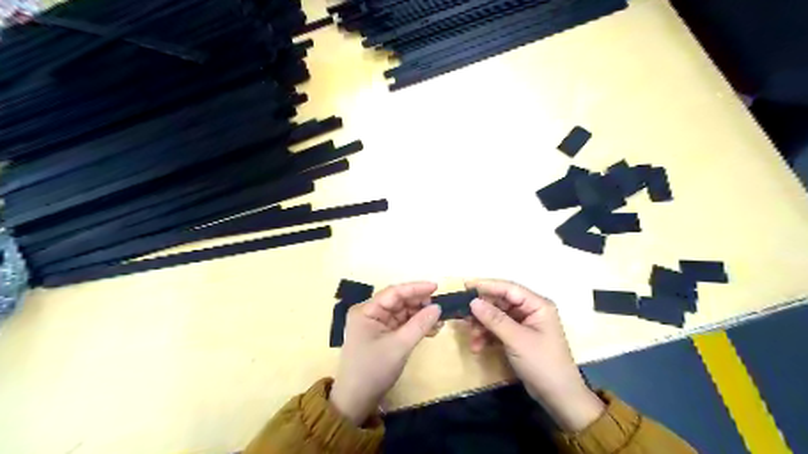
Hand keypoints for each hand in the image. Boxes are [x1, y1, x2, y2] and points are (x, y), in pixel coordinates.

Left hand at [327, 281, 440, 425]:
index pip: (394, 292)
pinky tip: (431, 329)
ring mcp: (376, 324)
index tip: (436, 287)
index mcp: (366, 310)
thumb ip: (419, 324)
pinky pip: (401, 324)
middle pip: (398, 301)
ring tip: (439, 321)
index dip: (416, 288)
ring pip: (402, 312)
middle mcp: (369, 313)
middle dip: (419, 303)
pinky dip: (415, 326)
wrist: (356, 401)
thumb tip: (438, 307)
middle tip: (439, 308)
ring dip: (420, 315)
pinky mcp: (382, 335)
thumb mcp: (399, 346)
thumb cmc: (374, 370)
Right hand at [464, 278, 602, 429]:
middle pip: (500, 302)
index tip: (465, 286)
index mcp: (537, 305)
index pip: (508, 288)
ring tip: (472, 339)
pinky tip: (478, 347)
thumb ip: (494, 319)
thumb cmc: (542, 363)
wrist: (558, 397)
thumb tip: (473, 301)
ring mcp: (524, 324)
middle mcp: (530, 310)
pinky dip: (487, 336)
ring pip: (496, 317)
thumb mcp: (516, 340)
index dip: (486, 286)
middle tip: (463, 317)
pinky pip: (498, 330)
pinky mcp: (518, 337)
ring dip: (482, 327)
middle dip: (482, 311)